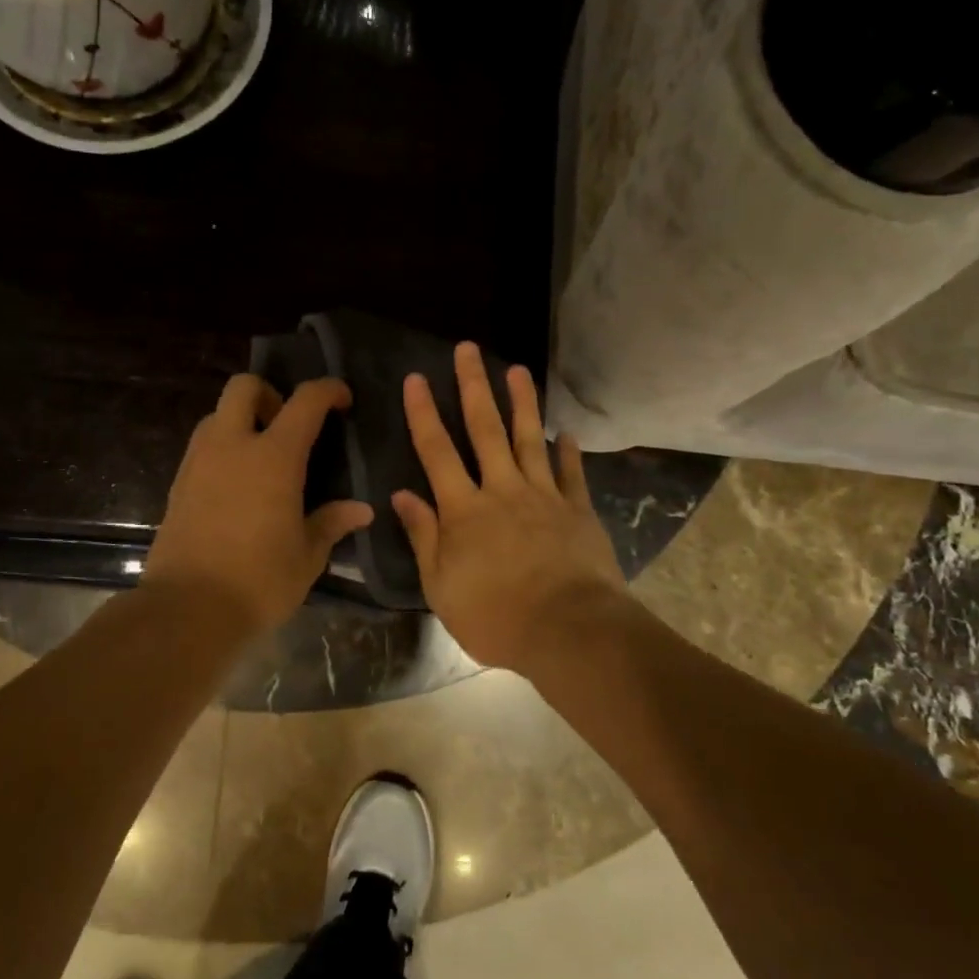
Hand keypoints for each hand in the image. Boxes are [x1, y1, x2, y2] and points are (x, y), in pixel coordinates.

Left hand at [144, 375, 373, 636]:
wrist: (187, 609)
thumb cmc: (259, 580)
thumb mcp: (307, 555)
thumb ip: (332, 523)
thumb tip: (362, 510)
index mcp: (274, 457)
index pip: (305, 402)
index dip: (327, 390)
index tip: (342, 399)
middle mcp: (232, 446)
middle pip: (244, 386)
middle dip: (269, 394)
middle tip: (288, 427)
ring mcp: (199, 462)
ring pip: (217, 413)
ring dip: (242, 420)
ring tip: (262, 457)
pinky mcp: (178, 484)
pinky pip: (202, 445)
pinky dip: (223, 448)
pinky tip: (237, 485)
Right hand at [392, 343, 625, 673]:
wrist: (568, 629)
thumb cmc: (495, 616)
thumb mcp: (441, 586)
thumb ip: (423, 536)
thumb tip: (401, 494)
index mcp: (464, 510)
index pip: (437, 451)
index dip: (424, 413)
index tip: (417, 378)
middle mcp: (502, 490)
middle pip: (485, 430)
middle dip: (474, 386)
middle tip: (468, 349)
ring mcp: (544, 496)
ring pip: (530, 439)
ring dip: (522, 402)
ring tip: (518, 369)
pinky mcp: (577, 510)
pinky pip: (571, 473)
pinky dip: (568, 451)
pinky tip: (566, 433)